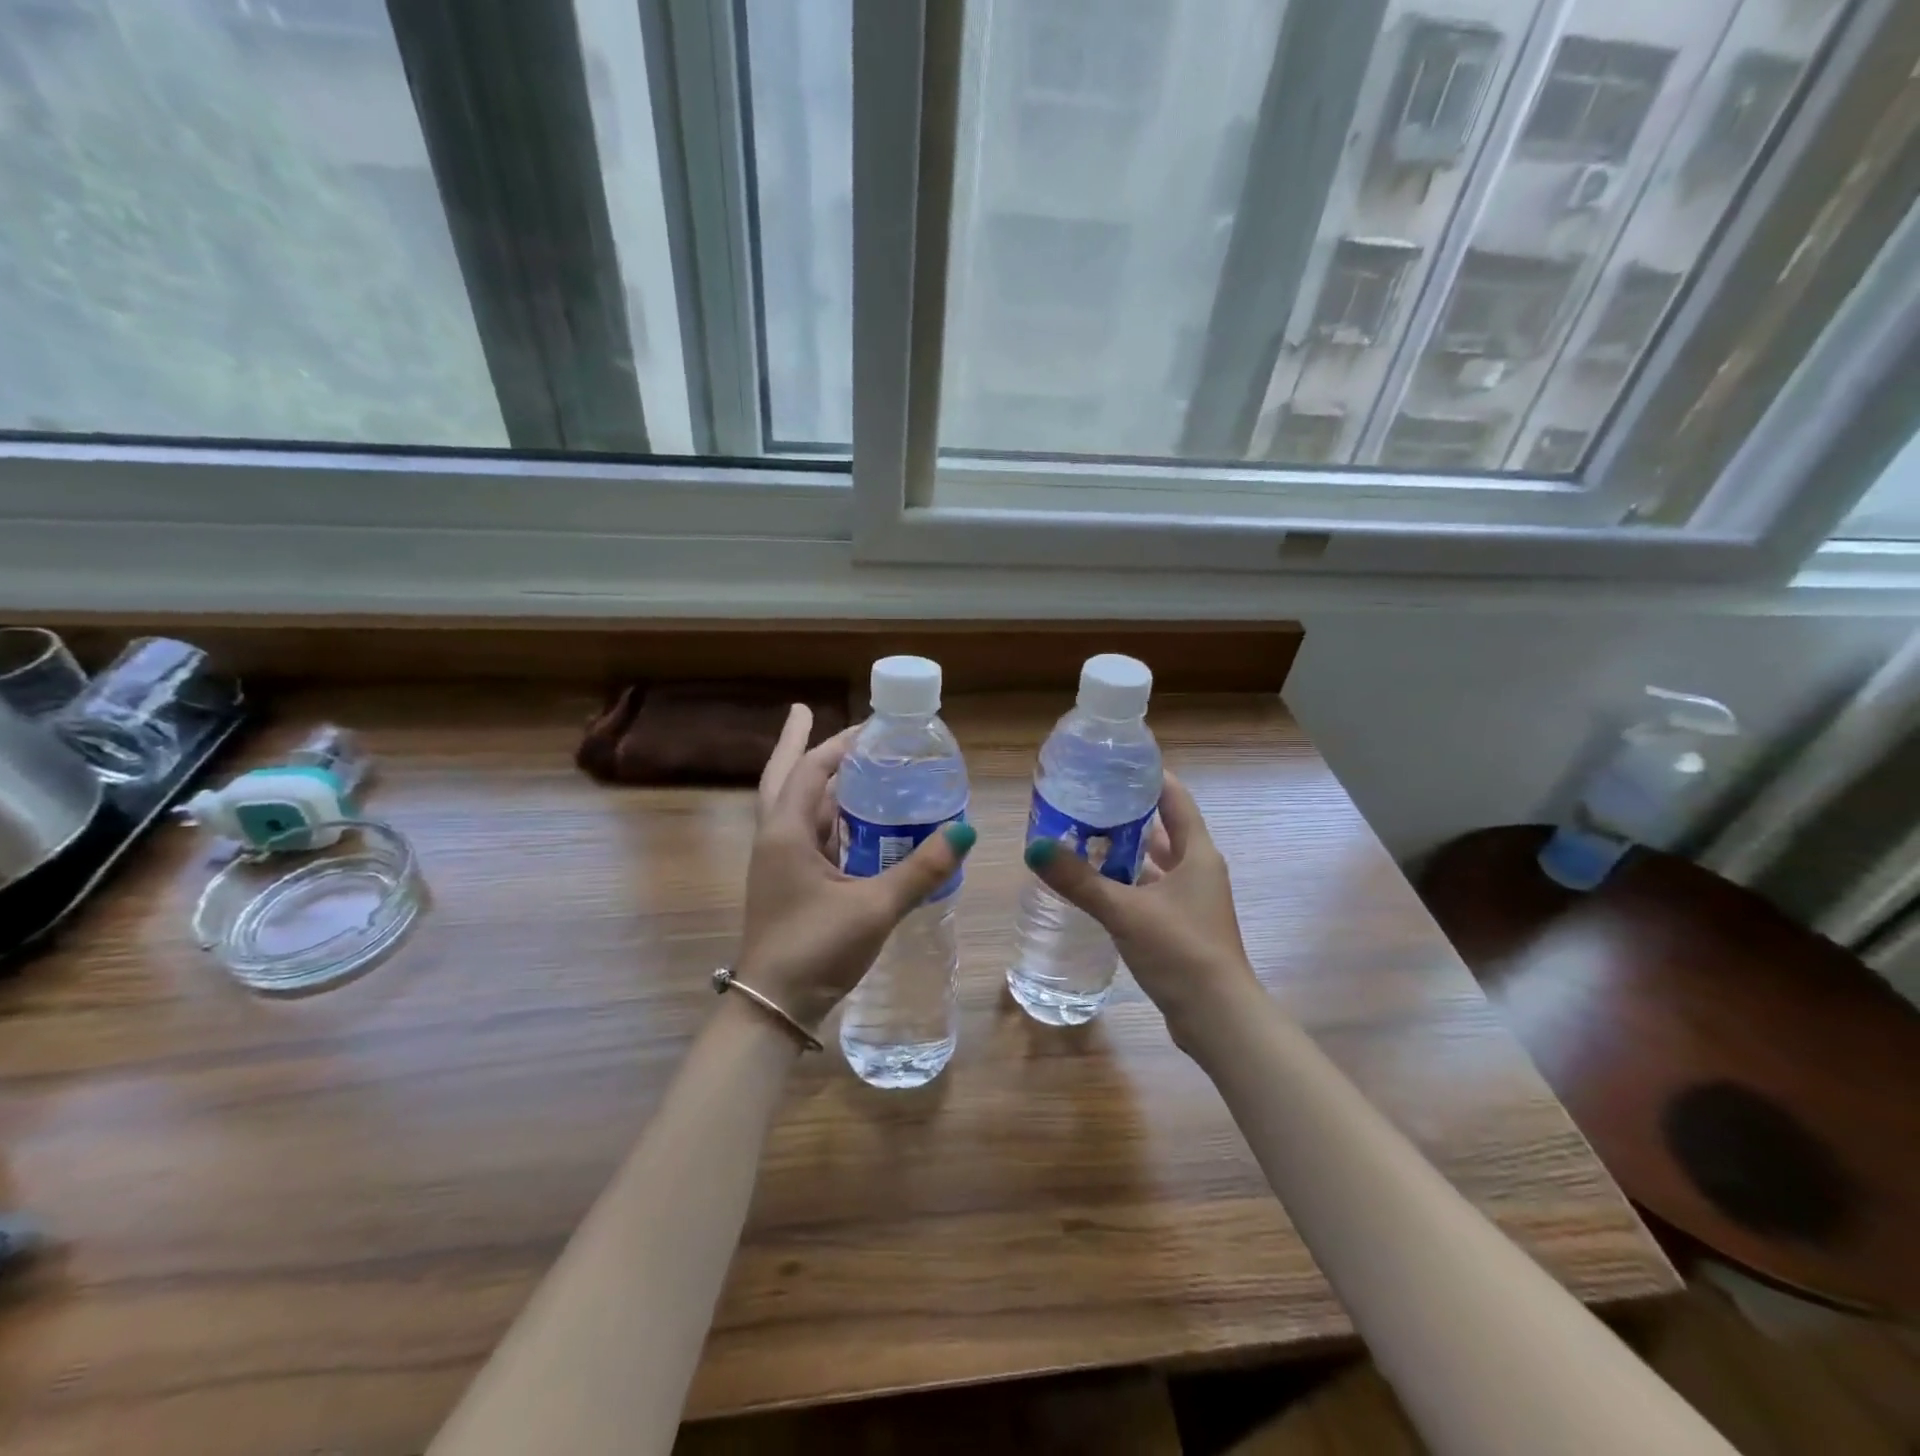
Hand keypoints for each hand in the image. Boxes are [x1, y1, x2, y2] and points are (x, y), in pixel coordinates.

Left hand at [733, 705, 976, 1035]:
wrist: (775, 1007)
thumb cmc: (816, 949)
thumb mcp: (875, 907)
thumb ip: (920, 870)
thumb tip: (964, 833)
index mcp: (786, 833)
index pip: (809, 770)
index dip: (839, 743)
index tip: (871, 725)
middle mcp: (775, 838)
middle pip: (783, 776)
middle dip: (796, 743)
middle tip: (805, 710)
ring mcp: (778, 862)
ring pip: (794, 805)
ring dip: (815, 780)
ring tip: (846, 760)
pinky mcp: (788, 882)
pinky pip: (807, 834)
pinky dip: (827, 815)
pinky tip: (853, 818)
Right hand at [1024, 771, 1258, 1048]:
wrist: (1217, 1017)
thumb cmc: (1180, 951)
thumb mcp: (1125, 911)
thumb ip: (1079, 880)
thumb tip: (1034, 848)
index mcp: (1197, 853)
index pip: (1174, 798)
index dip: (1148, 777)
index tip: (1113, 763)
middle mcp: (1199, 869)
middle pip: (1163, 828)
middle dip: (1127, 814)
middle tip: (1086, 800)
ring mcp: (1191, 899)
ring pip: (1155, 862)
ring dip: (1124, 850)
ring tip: (1083, 836)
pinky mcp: (1181, 926)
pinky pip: (1150, 890)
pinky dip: (1126, 882)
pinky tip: (1096, 884)